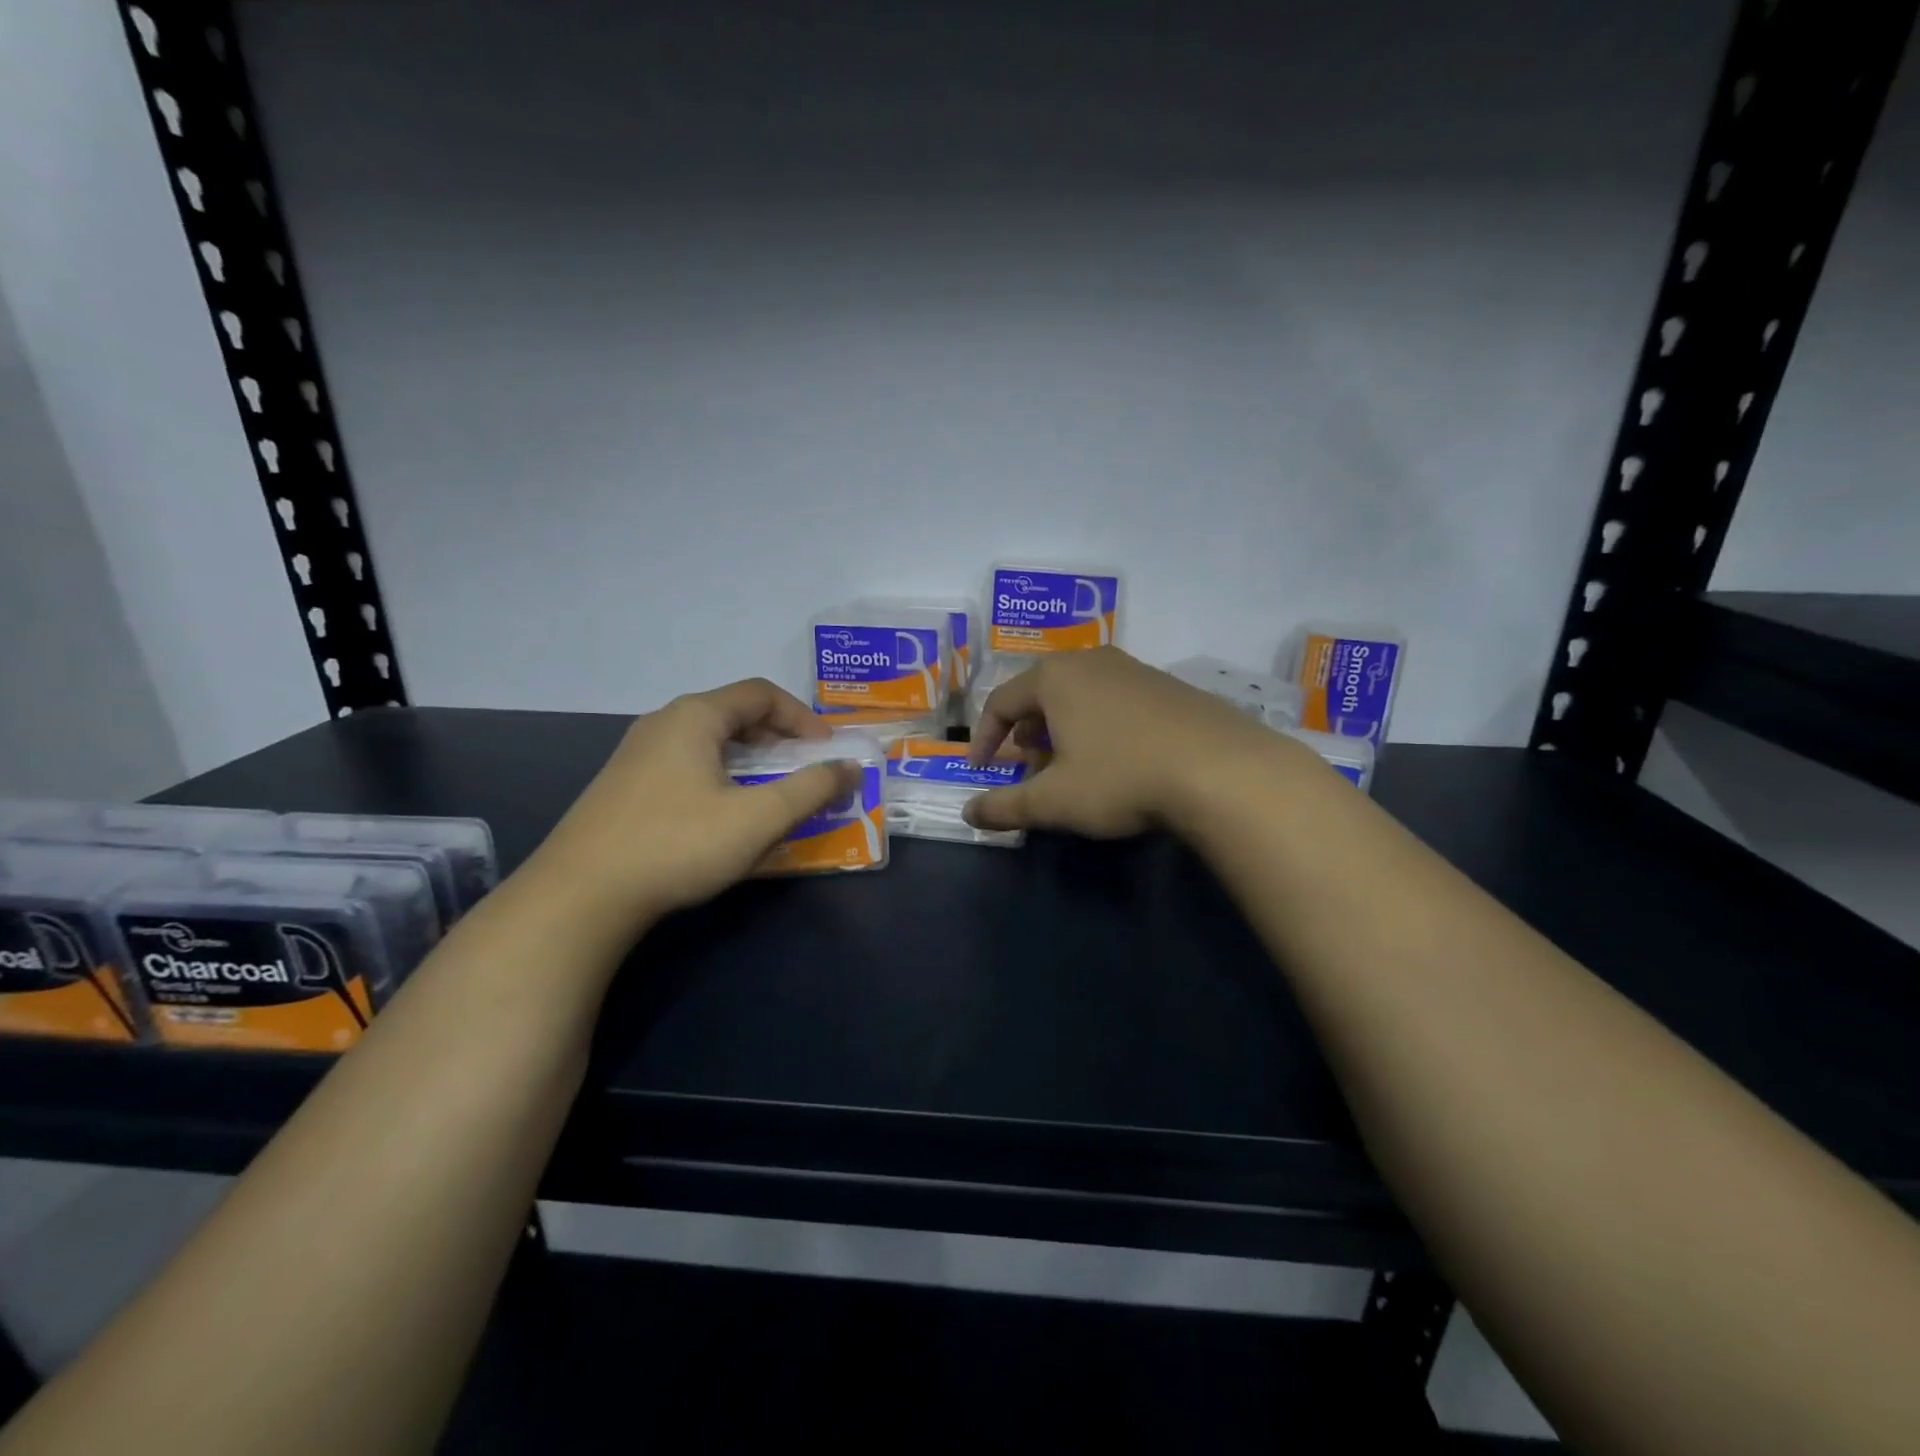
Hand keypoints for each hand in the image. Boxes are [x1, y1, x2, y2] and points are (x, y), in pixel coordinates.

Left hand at [527, 679, 856, 927]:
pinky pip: (685, 764)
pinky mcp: (623, 786)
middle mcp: (663, 723)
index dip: (802, 717)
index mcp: (695, 717)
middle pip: (733, 713)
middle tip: (804, 768)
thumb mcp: (757, 819)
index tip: (827, 750)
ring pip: (708, 741)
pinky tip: (723, 814)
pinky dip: (720, 775)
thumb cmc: (677, 845)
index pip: (761, 694)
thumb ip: (811, 790)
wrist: (580, 896)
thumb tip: (850, 768)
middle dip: (778, 737)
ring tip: (770, 791)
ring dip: (749, 759)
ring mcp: (636, 755)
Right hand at [964, 647, 1314, 837]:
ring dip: (1063, 732)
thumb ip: (1004, 807)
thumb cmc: (1121, 777)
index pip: (1000, 702)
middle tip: (1027, 770)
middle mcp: (1092, 661)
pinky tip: (1118, 762)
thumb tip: (968, 813)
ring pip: (1080, 698)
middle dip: (1026, 735)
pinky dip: (1099, 728)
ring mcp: (1135, 670)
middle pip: (1041, 695)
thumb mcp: (1054, 800)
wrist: (1223, 770)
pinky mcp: (1169, 686)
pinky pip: (1115, 702)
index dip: (984, 739)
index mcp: (1055, 678)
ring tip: (1070, 769)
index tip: (982, 772)